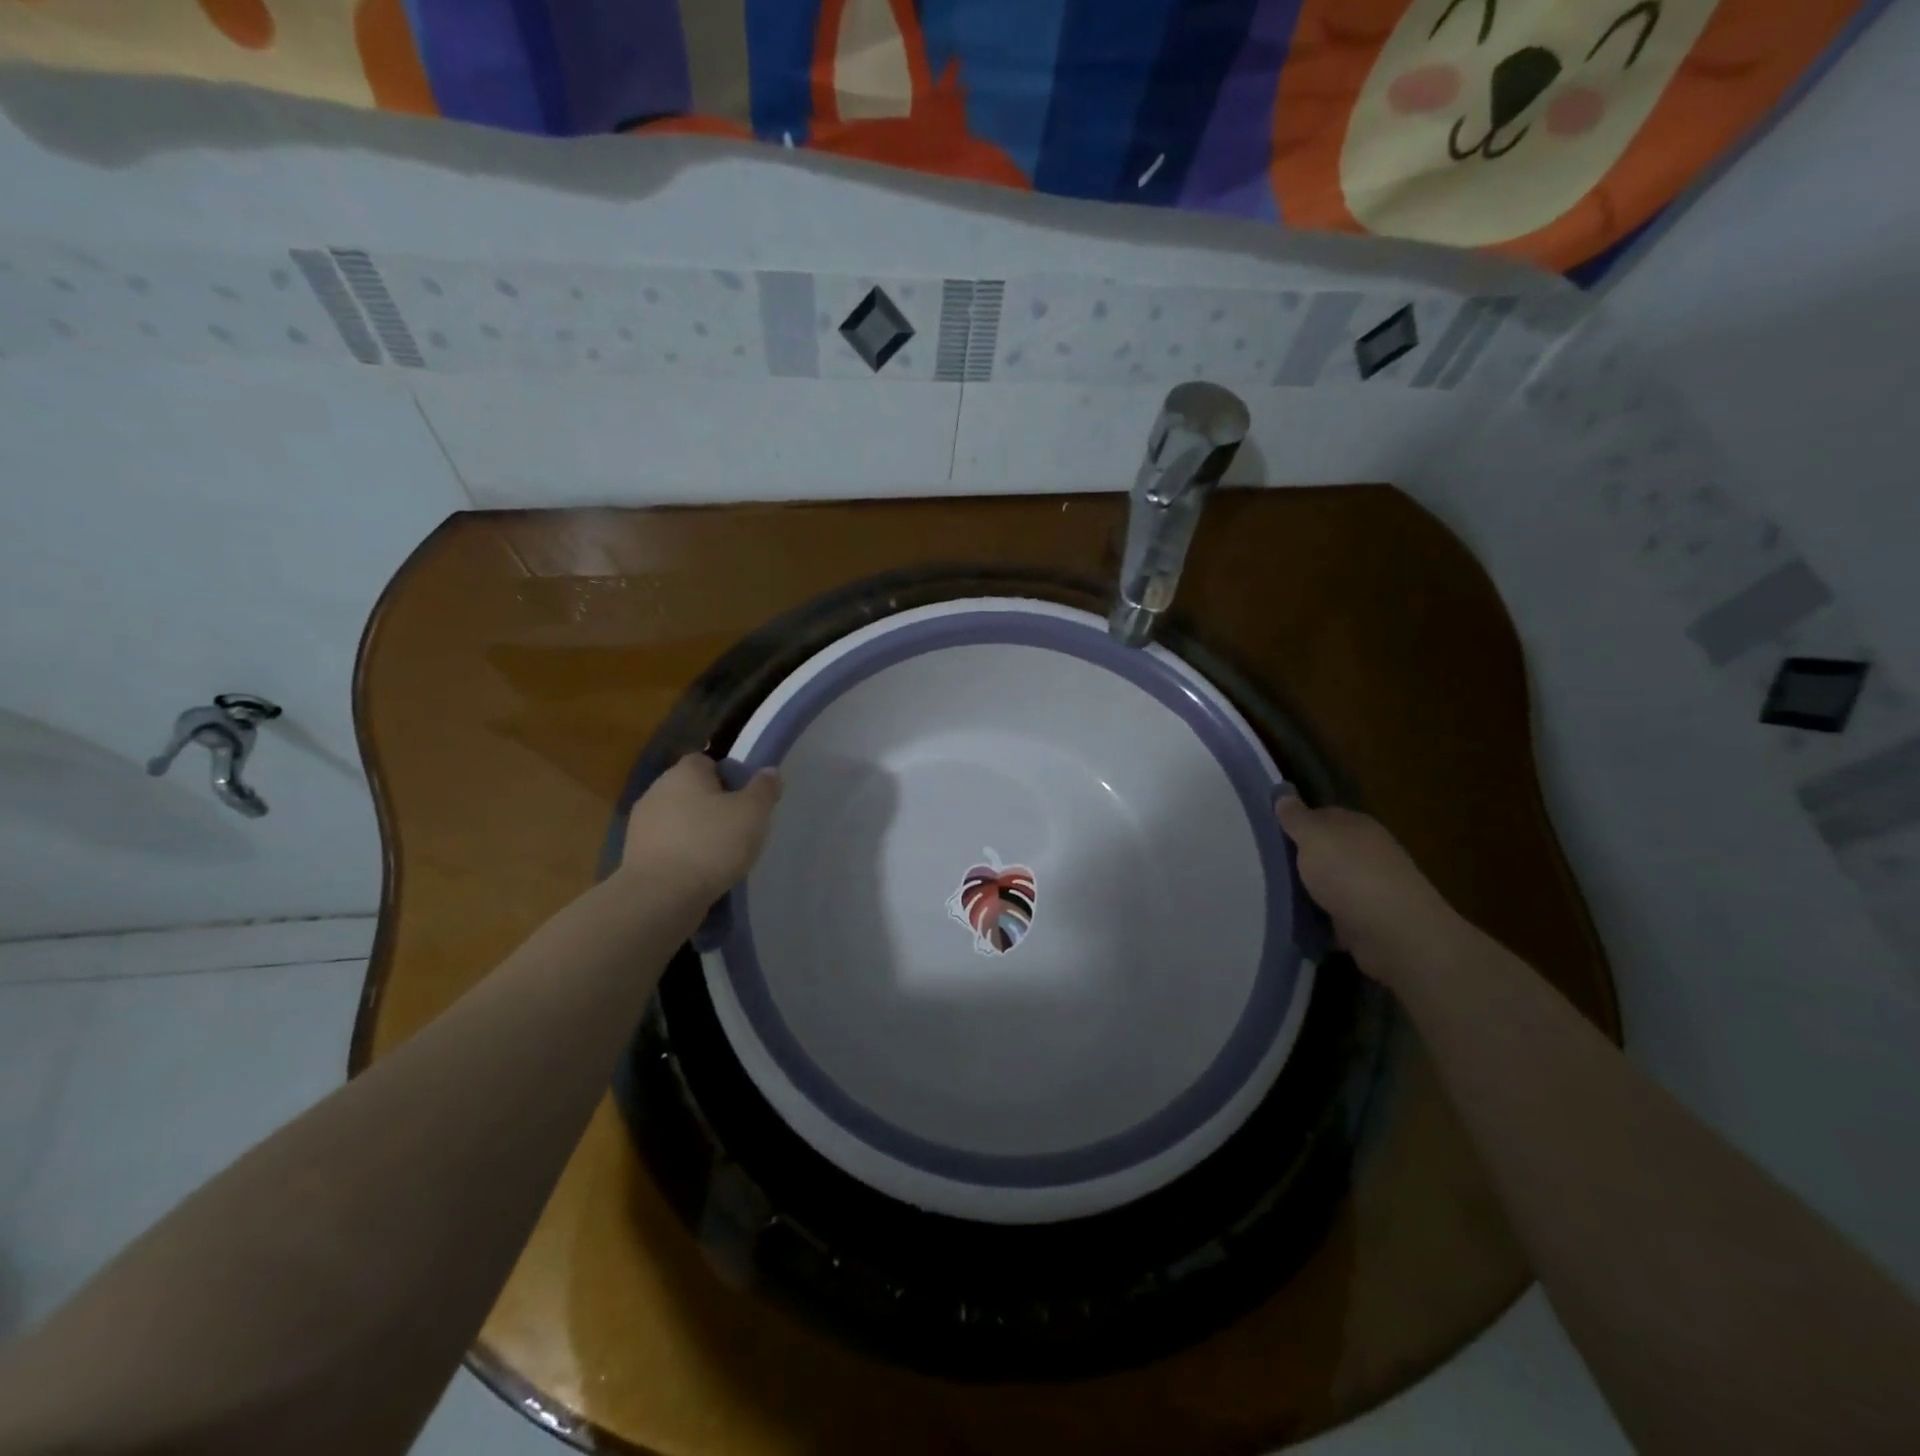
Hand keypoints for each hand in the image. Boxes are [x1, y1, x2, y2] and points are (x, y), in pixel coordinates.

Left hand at [620, 755, 781, 902]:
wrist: (660, 896)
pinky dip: (683, 855)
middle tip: (739, 829)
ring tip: (721, 856)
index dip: (730, 777)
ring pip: (679, 820)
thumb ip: (764, 789)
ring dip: (697, 832)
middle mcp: (657, 790)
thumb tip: (768, 772)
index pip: (708, 762)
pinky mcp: (635, 855)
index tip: (746, 801)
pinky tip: (700, 873)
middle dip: (714, 806)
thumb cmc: (711, 844)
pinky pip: (668, 846)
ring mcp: (641, 824)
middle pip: (692, 791)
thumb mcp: (753, 813)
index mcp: (684, 772)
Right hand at [1276, 796, 1463, 987]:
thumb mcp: (1314, 836)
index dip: (1294, 823)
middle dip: (1297, 858)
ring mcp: (1369, 888)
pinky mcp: (1366, 920)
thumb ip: (1296, 817)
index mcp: (1357, 826)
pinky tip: (1293, 920)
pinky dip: (1315, 918)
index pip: (1321, 816)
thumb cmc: (1350, 874)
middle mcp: (1366, 853)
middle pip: (1324, 851)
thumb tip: (1283, 795)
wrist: (1394, 933)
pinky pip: (1331, 914)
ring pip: (1326, 883)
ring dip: (1305, 890)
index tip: (1265, 833)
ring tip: (1269, 894)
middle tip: (1260, 864)